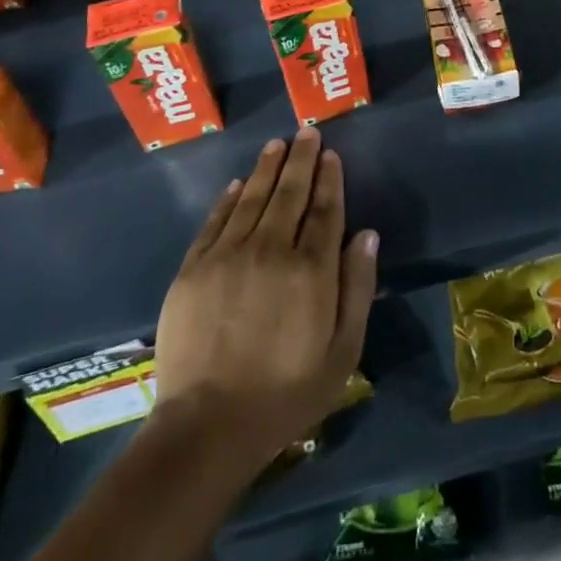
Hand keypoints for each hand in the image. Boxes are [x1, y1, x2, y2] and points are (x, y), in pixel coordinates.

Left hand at [151, 128, 377, 474]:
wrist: (206, 428)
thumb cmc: (286, 393)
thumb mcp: (343, 351)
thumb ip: (358, 287)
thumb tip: (367, 234)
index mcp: (311, 269)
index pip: (325, 210)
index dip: (330, 179)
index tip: (331, 155)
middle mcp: (271, 250)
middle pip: (290, 194)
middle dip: (302, 159)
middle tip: (307, 132)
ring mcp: (227, 257)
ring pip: (252, 198)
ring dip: (267, 169)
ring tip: (277, 145)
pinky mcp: (193, 270)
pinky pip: (214, 222)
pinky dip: (227, 199)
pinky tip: (237, 184)